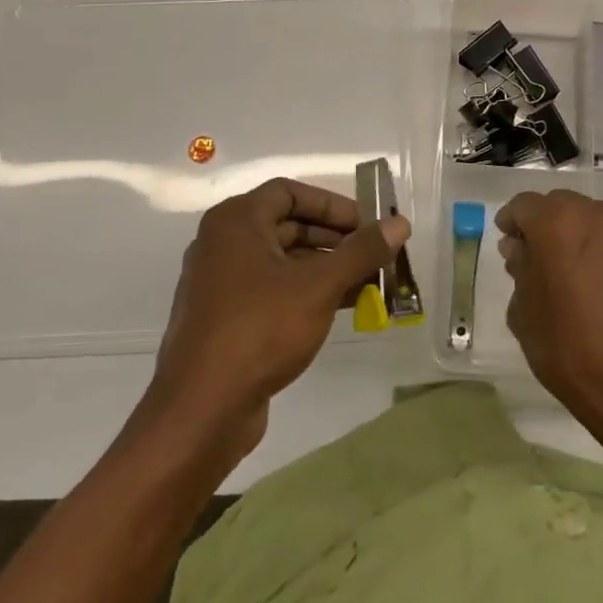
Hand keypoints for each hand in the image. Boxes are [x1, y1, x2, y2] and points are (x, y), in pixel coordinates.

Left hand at [143, 178, 409, 467]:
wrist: (202, 410)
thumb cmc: (260, 330)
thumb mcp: (319, 286)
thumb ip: (362, 251)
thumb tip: (401, 223)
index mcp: (236, 222)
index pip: (290, 192)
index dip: (332, 205)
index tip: (367, 224)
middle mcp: (223, 244)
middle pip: (288, 225)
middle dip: (335, 240)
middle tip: (374, 255)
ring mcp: (221, 283)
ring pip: (283, 260)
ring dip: (326, 268)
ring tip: (368, 284)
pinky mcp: (226, 318)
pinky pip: (273, 290)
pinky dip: (307, 292)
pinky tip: (342, 308)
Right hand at [497, 189, 602, 422]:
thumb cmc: (570, 349)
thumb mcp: (524, 312)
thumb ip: (520, 269)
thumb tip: (522, 249)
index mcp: (556, 222)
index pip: (524, 206)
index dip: (512, 223)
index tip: (508, 245)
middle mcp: (595, 212)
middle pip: (559, 205)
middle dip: (544, 226)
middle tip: (536, 260)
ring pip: (591, 218)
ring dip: (575, 234)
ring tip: (570, 273)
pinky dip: (602, 248)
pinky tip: (599, 282)